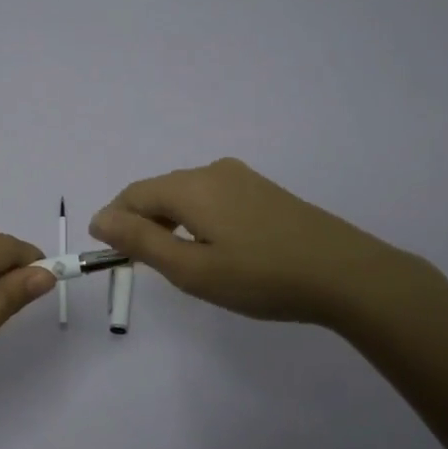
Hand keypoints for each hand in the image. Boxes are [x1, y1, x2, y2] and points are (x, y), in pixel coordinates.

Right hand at [91, 158, 408, 327]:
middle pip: (160, 191)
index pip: (133, 194)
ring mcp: (242, 178)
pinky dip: (197, 220)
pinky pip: (213, 198)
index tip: (108, 255)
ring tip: (178, 262)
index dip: (114, 221)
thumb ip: (141, 242)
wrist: (346, 274)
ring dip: (170, 223)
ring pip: (187, 195)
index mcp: (191, 186)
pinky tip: (214, 249)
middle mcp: (213, 171)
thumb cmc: (261, 277)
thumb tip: (100, 219)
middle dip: (142, 223)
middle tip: (143, 266)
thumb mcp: (192, 269)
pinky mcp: (263, 191)